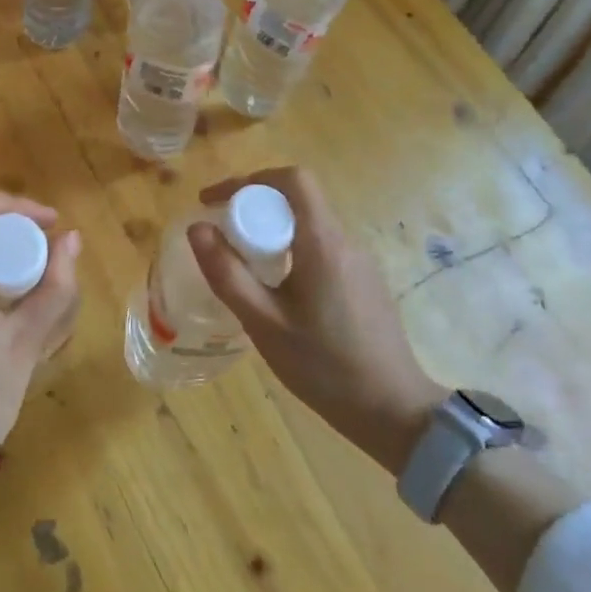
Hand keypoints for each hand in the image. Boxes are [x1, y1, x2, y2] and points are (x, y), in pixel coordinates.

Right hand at [188, 167, 444, 475]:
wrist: (393, 412)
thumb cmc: (324, 366)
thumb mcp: (264, 323)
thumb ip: (227, 273)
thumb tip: (197, 228)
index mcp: (323, 242)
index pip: (292, 179)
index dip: (249, 179)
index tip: (215, 202)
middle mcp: (346, 241)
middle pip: (298, 200)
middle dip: (253, 207)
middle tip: (221, 237)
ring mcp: (360, 262)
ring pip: (309, 225)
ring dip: (272, 231)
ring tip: (243, 265)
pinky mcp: (365, 282)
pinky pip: (322, 248)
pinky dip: (291, 251)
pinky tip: (278, 291)